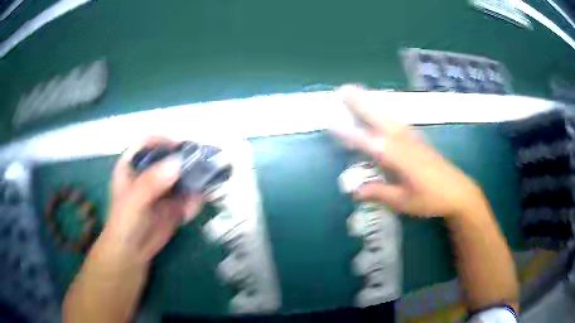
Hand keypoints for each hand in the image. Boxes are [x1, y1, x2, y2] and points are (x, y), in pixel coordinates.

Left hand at [100, 137, 202, 263]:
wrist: (133, 252)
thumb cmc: (125, 222)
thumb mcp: (134, 201)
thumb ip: (151, 182)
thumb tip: (177, 164)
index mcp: (133, 164)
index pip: (148, 143)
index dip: (163, 142)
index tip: (181, 148)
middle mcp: (149, 171)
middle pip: (170, 157)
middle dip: (187, 159)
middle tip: (205, 162)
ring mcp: (163, 187)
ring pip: (183, 175)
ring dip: (196, 179)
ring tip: (206, 185)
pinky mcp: (174, 202)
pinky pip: (189, 195)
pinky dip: (195, 199)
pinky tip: (191, 210)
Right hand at [334, 86, 483, 217]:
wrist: (458, 191)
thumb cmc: (430, 199)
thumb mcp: (403, 201)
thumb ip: (379, 193)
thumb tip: (355, 191)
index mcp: (396, 157)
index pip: (367, 142)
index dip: (348, 134)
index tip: (331, 124)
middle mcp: (402, 141)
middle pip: (377, 118)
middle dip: (359, 103)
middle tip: (342, 90)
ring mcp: (411, 137)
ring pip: (387, 114)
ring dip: (371, 101)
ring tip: (357, 90)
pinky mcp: (418, 138)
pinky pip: (397, 118)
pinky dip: (385, 109)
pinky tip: (382, 108)